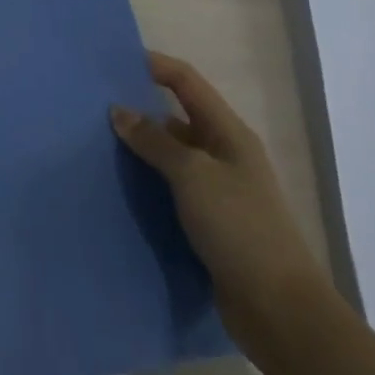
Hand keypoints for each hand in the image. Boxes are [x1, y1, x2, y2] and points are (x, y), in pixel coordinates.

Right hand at [112, 50, 331, 353]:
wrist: (280, 311)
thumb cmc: (240, 228)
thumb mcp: (193, 175)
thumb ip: (154, 140)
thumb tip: (119, 111)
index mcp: (228, 133)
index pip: (187, 82)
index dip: (154, 66)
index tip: (113, 62)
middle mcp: (224, 155)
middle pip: (176, 117)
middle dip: (139, 110)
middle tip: (95, 109)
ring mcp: (218, 191)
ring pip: (171, 157)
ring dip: (140, 152)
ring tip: (97, 147)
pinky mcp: (209, 225)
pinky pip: (171, 192)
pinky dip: (147, 186)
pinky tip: (119, 190)